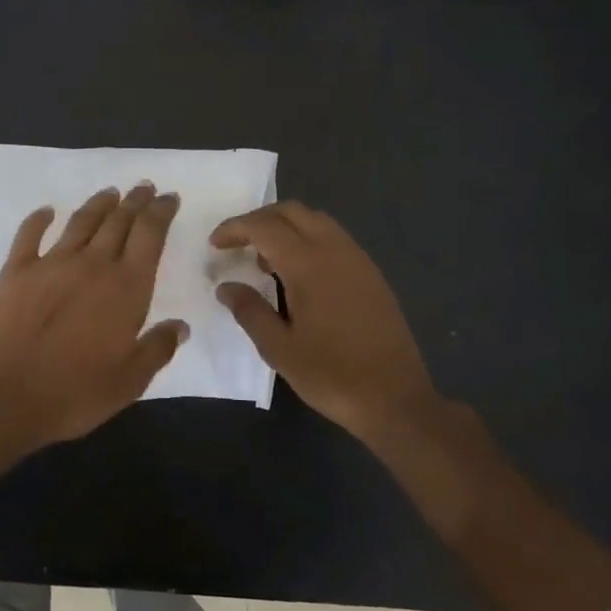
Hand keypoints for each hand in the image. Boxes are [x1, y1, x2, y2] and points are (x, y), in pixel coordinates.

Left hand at [0, 182, 187, 448]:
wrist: (6, 394)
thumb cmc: (75, 392)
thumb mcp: (130, 380)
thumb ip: (157, 348)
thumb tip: (180, 326)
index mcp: (126, 288)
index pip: (150, 236)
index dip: (161, 213)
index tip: (168, 197)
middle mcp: (92, 265)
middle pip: (118, 222)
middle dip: (135, 202)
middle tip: (144, 188)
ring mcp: (51, 264)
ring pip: (81, 223)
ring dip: (98, 205)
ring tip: (110, 193)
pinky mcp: (16, 271)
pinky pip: (29, 235)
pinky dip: (39, 219)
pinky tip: (46, 211)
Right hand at [211, 201, 438, 440]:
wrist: (396, 398)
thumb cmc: (332, 375)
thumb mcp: (279, 349)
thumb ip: (249, 311)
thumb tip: (226, 287)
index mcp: (309, 265)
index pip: (264, 227)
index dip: (235, 228)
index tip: (214, 244)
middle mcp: (336, 251)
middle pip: (293, 212)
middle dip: (259, 219)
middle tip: (236, 243)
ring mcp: (359, 261)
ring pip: (316, 221)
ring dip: (285, 228)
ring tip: (264, 261)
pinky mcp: (372, 276)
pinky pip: (334, 239)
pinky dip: (308, 241)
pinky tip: (298, 276)